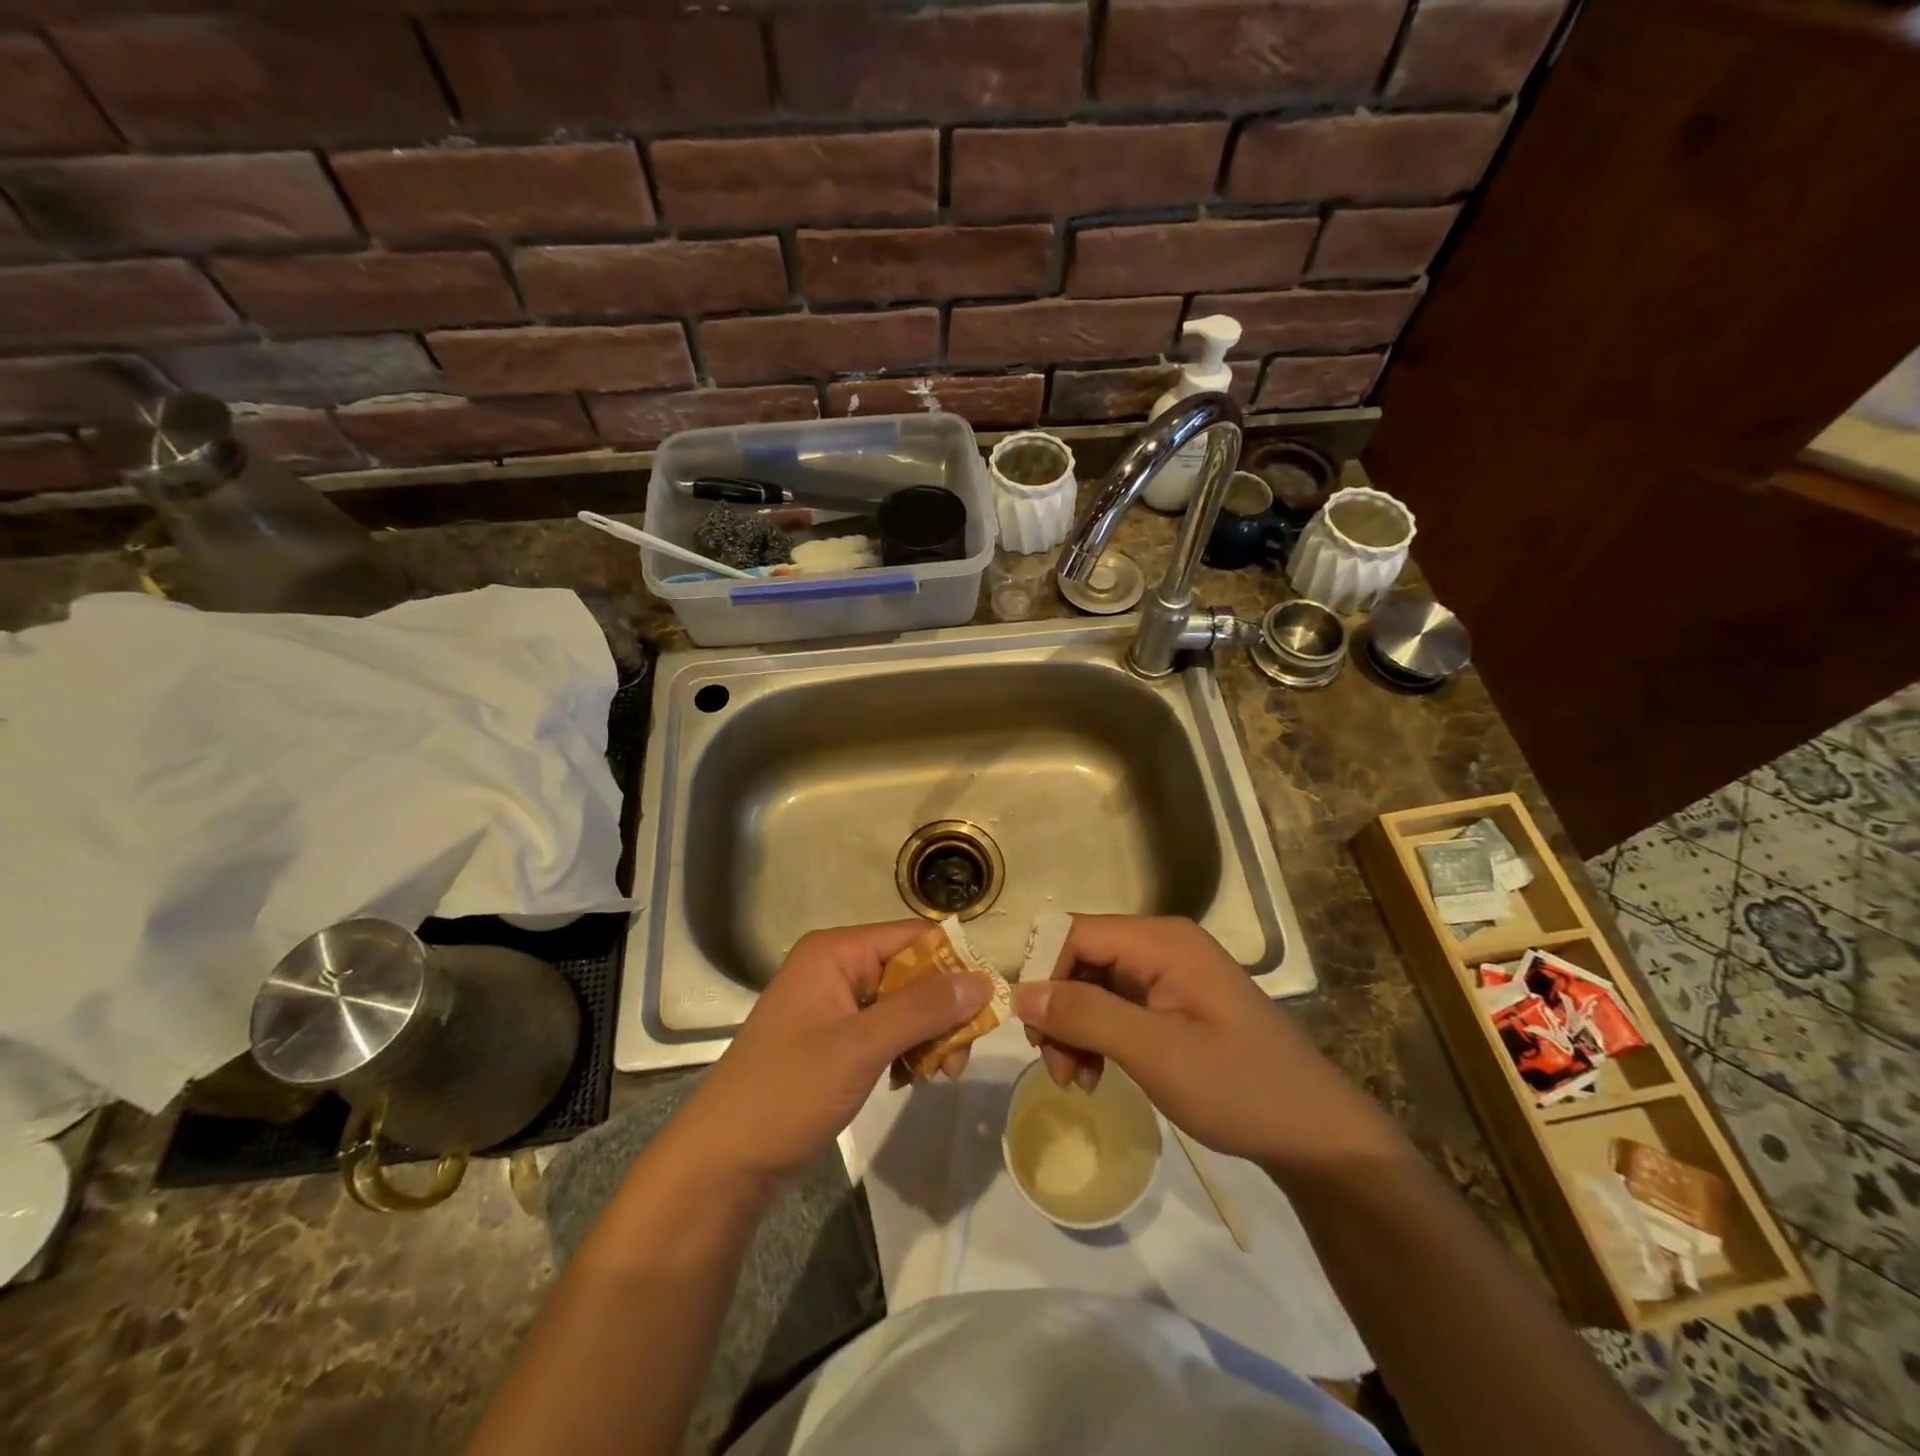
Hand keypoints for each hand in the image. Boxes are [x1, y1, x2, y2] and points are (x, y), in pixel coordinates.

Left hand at [673, 921, 992, 1191]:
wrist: (723, 1163)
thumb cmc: (788, 1092)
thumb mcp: (860, 1047)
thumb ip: (923, 1009)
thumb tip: (984, 980)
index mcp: (836, 952)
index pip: (914, 937)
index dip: (953, 966)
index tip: (985, 1009)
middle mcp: (836, 968)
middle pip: (912, 972)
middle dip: (942, 1012)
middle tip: (958, 1060)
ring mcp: (834, 1005)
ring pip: (903, 1004)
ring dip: (928, 1036)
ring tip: (937, 1076)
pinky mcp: (834, 1039)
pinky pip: (886, 1030)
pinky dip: (906, 1051)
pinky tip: (911, 1080)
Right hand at [1013, 915, 1406, 1172]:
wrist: (1316, 1135)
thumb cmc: (1239, 1087)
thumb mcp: (1155, 1053)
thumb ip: (1086, 1016)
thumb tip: (1021, 994)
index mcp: (1161, 940)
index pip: (1076, 933)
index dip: (1045, 974)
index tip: (1032, 1030)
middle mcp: (1161, 946)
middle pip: (1082, 959)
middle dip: (1059, 1009)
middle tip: (1054, 1065)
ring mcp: (1169, 975)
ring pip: (1093, 986)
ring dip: (1074, 1029)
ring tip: (1076, 1082)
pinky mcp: (1174, 1004)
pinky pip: (1116, 1007)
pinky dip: (1097, 1038)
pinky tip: (1096, 1076)